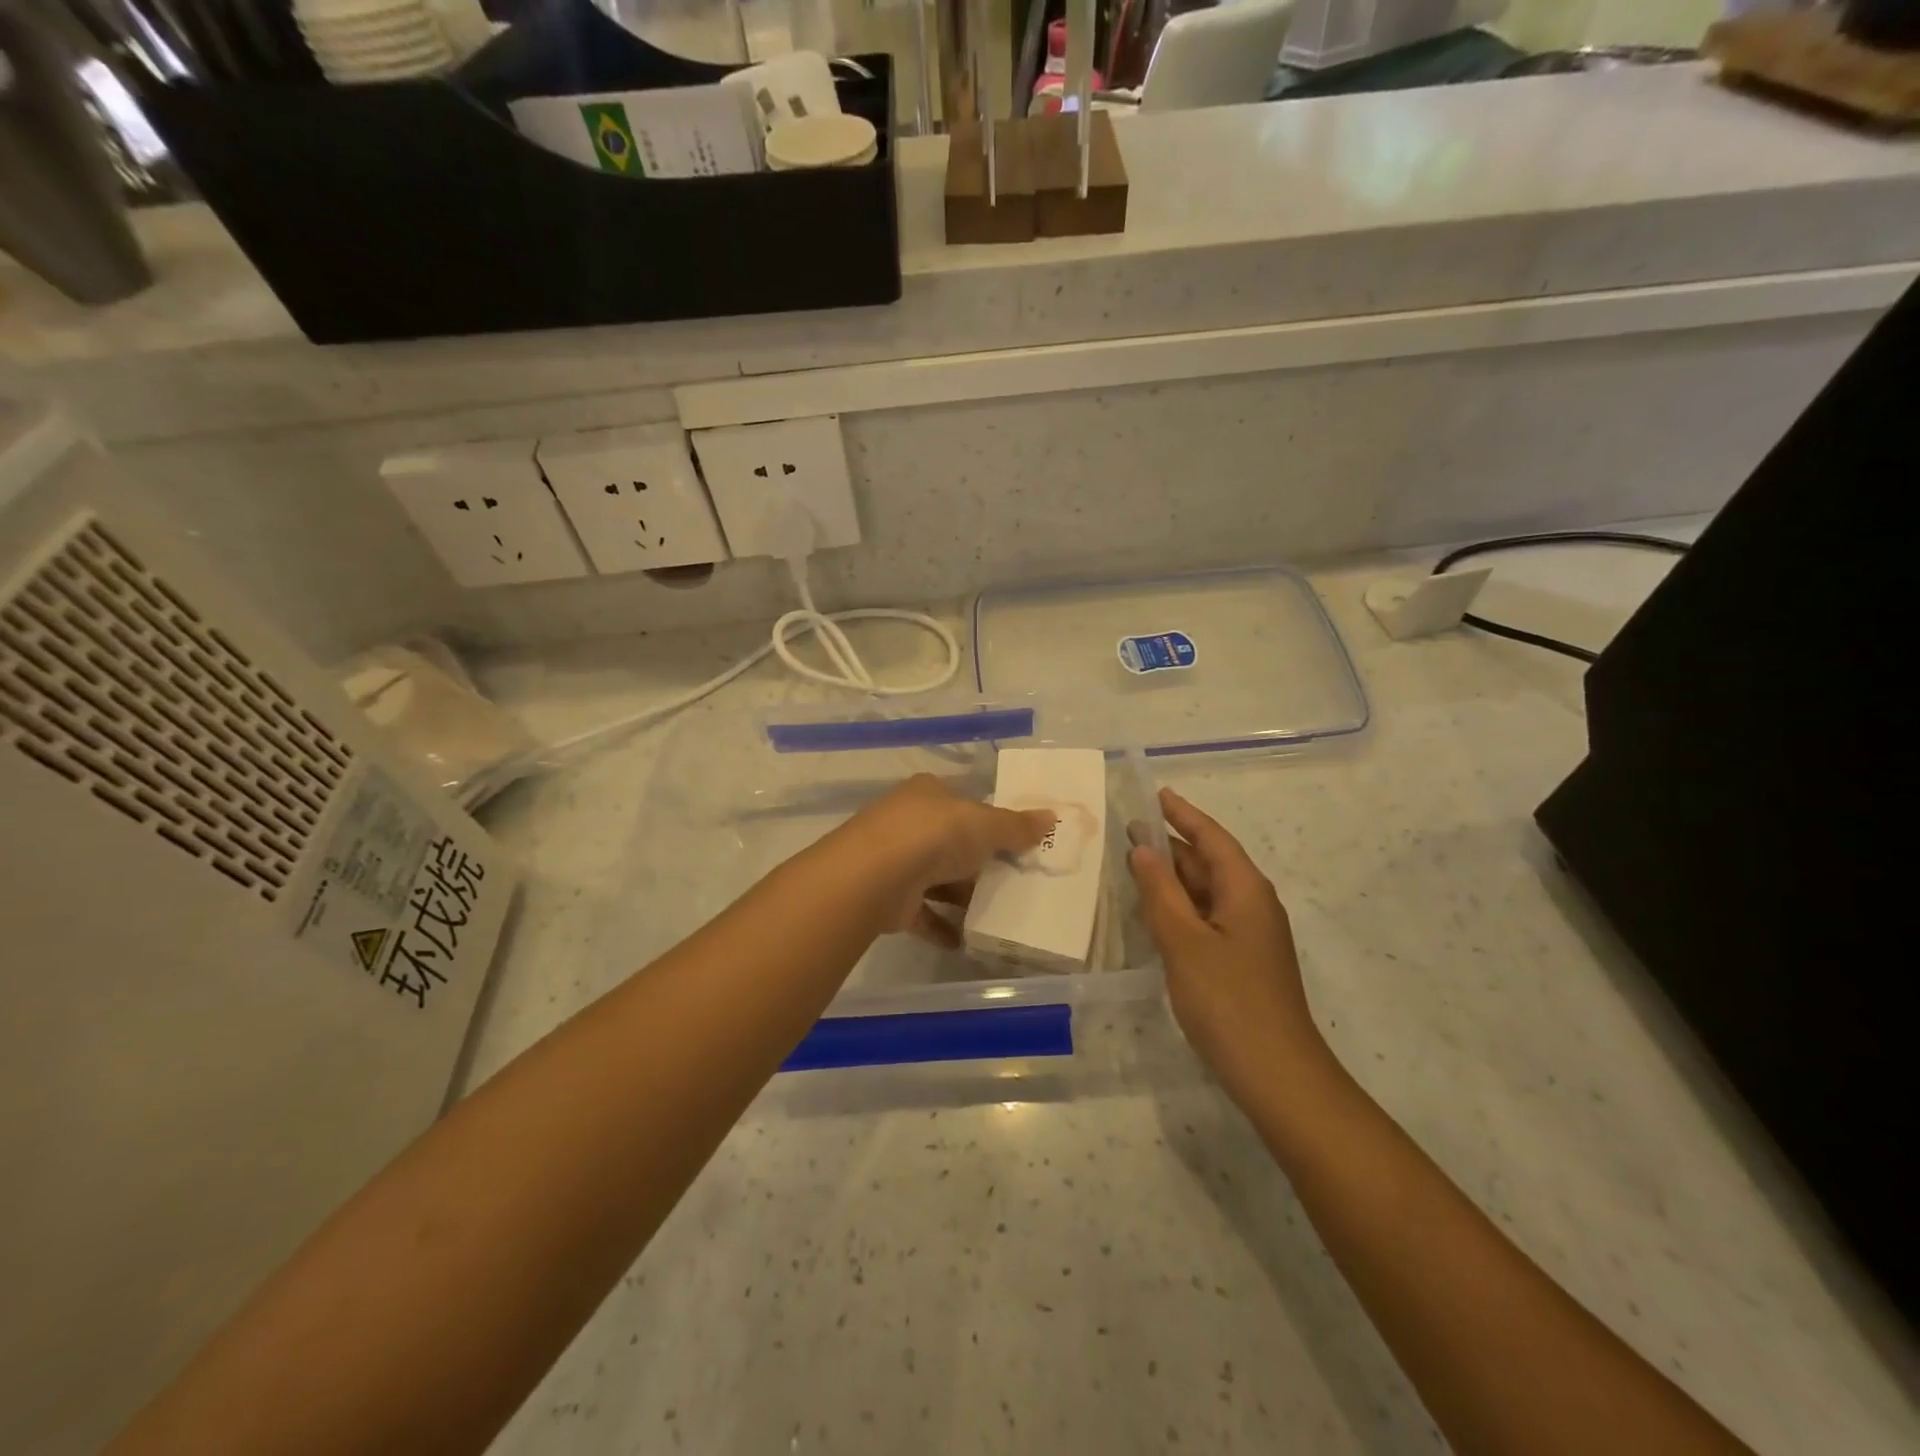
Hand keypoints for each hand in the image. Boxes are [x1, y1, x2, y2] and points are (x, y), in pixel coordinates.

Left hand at [843, 774, 1054, 946]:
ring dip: (960, 896)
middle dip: (977, 862)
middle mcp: (907, 822)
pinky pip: (922, 913)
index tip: (1014, 842)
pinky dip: (941, 926)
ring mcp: (894, 860)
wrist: (875, 876)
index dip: (988, 820)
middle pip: (950, 842)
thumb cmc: (935, 835)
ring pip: (935, 878)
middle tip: (1012, 881)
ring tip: (996, 913)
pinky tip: (965, 940)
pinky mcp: (889, 898)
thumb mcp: (985, 824)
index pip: (962, 802)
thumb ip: (1017, 826)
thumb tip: (1052, 818)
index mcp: (928, 793)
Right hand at [1128, 788, 1336, 1106]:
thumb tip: (1143, 849)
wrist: (1276, 1074)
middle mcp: (1252, 904)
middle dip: (1172, 845)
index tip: (1155, 794)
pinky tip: (1156, 913)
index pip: (1211, 837)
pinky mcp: (1243, 961)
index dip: (1182, 814)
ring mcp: (1250, 935)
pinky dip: (1180, 907)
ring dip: (1174, 877)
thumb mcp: (1184, 941)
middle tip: (1128, 831)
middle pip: (1210, 861)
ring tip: (1134, 865)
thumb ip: (1161, 891)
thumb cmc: (1228, 1000)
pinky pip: (1207, 918)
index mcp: (1245, 889)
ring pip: (1207, 892)